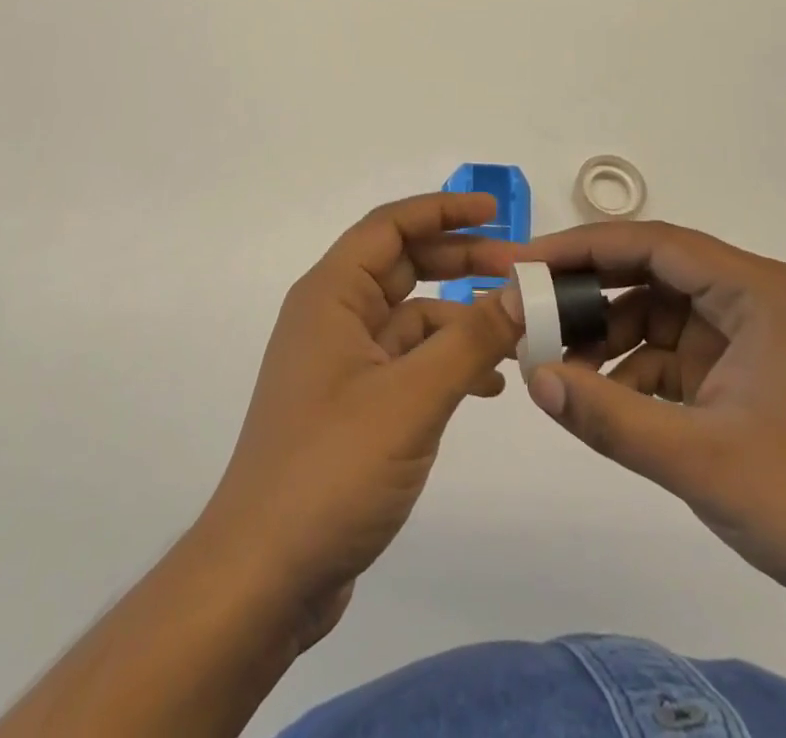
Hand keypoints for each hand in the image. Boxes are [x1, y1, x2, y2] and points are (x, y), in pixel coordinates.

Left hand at [192, 192, 523, 646]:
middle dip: (462, 262)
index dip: (442, 210)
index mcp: (332, 295)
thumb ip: (470, 340)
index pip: (390, 226)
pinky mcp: (354, 405)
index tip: (496, 214)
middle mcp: (334, 317)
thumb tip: (522, 292)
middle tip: (520, 271)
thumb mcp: (411, 398)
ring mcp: (343, 363)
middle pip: (404, 266)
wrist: (264, 576)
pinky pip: (409, 363)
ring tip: (518, 333)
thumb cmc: (330, 468)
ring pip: (411, 318)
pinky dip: (448, 363)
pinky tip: (489, 386)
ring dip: (462, 319)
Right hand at [478, 221, 785, 617]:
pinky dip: (636, 371)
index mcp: (754, 291)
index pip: (653, 243)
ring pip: (658, 312)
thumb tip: (534, 378)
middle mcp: (752, 297)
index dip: (583, 247)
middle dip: (590, 291)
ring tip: (558, 365)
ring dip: (609, 336)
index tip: (526, 263)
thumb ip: (610, 418)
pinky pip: (675, 352)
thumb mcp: (700, 461)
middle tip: (530, 309)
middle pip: (652, 271)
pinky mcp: (745, 371)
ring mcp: (749, 334)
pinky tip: (603, 401)